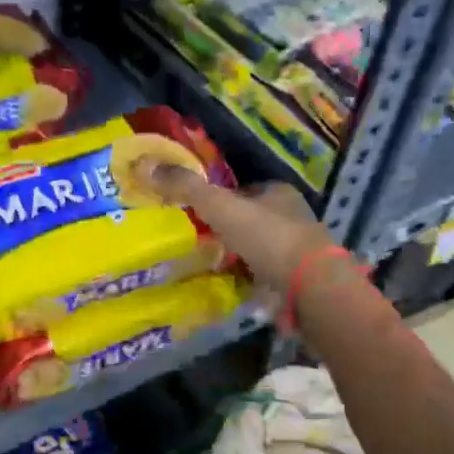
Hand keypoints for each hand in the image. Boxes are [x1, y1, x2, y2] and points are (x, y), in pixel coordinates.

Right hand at [137, 161, 340, 293]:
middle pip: (249, 220)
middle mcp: (290, 218)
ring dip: (234, 256)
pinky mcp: (293, 282)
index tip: (194, 211)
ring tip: (203, 265)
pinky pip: (260, 277)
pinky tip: (223, 287)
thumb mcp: (221, 207)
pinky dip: (243, 281)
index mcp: (278, 193)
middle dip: (225, 229)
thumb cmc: (268, 238)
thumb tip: (144, 165)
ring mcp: (294, 253)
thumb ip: (186, 187)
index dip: (218, 198)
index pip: (243, 190)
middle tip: (194, 239)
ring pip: (255, 250)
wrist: (309, 288)